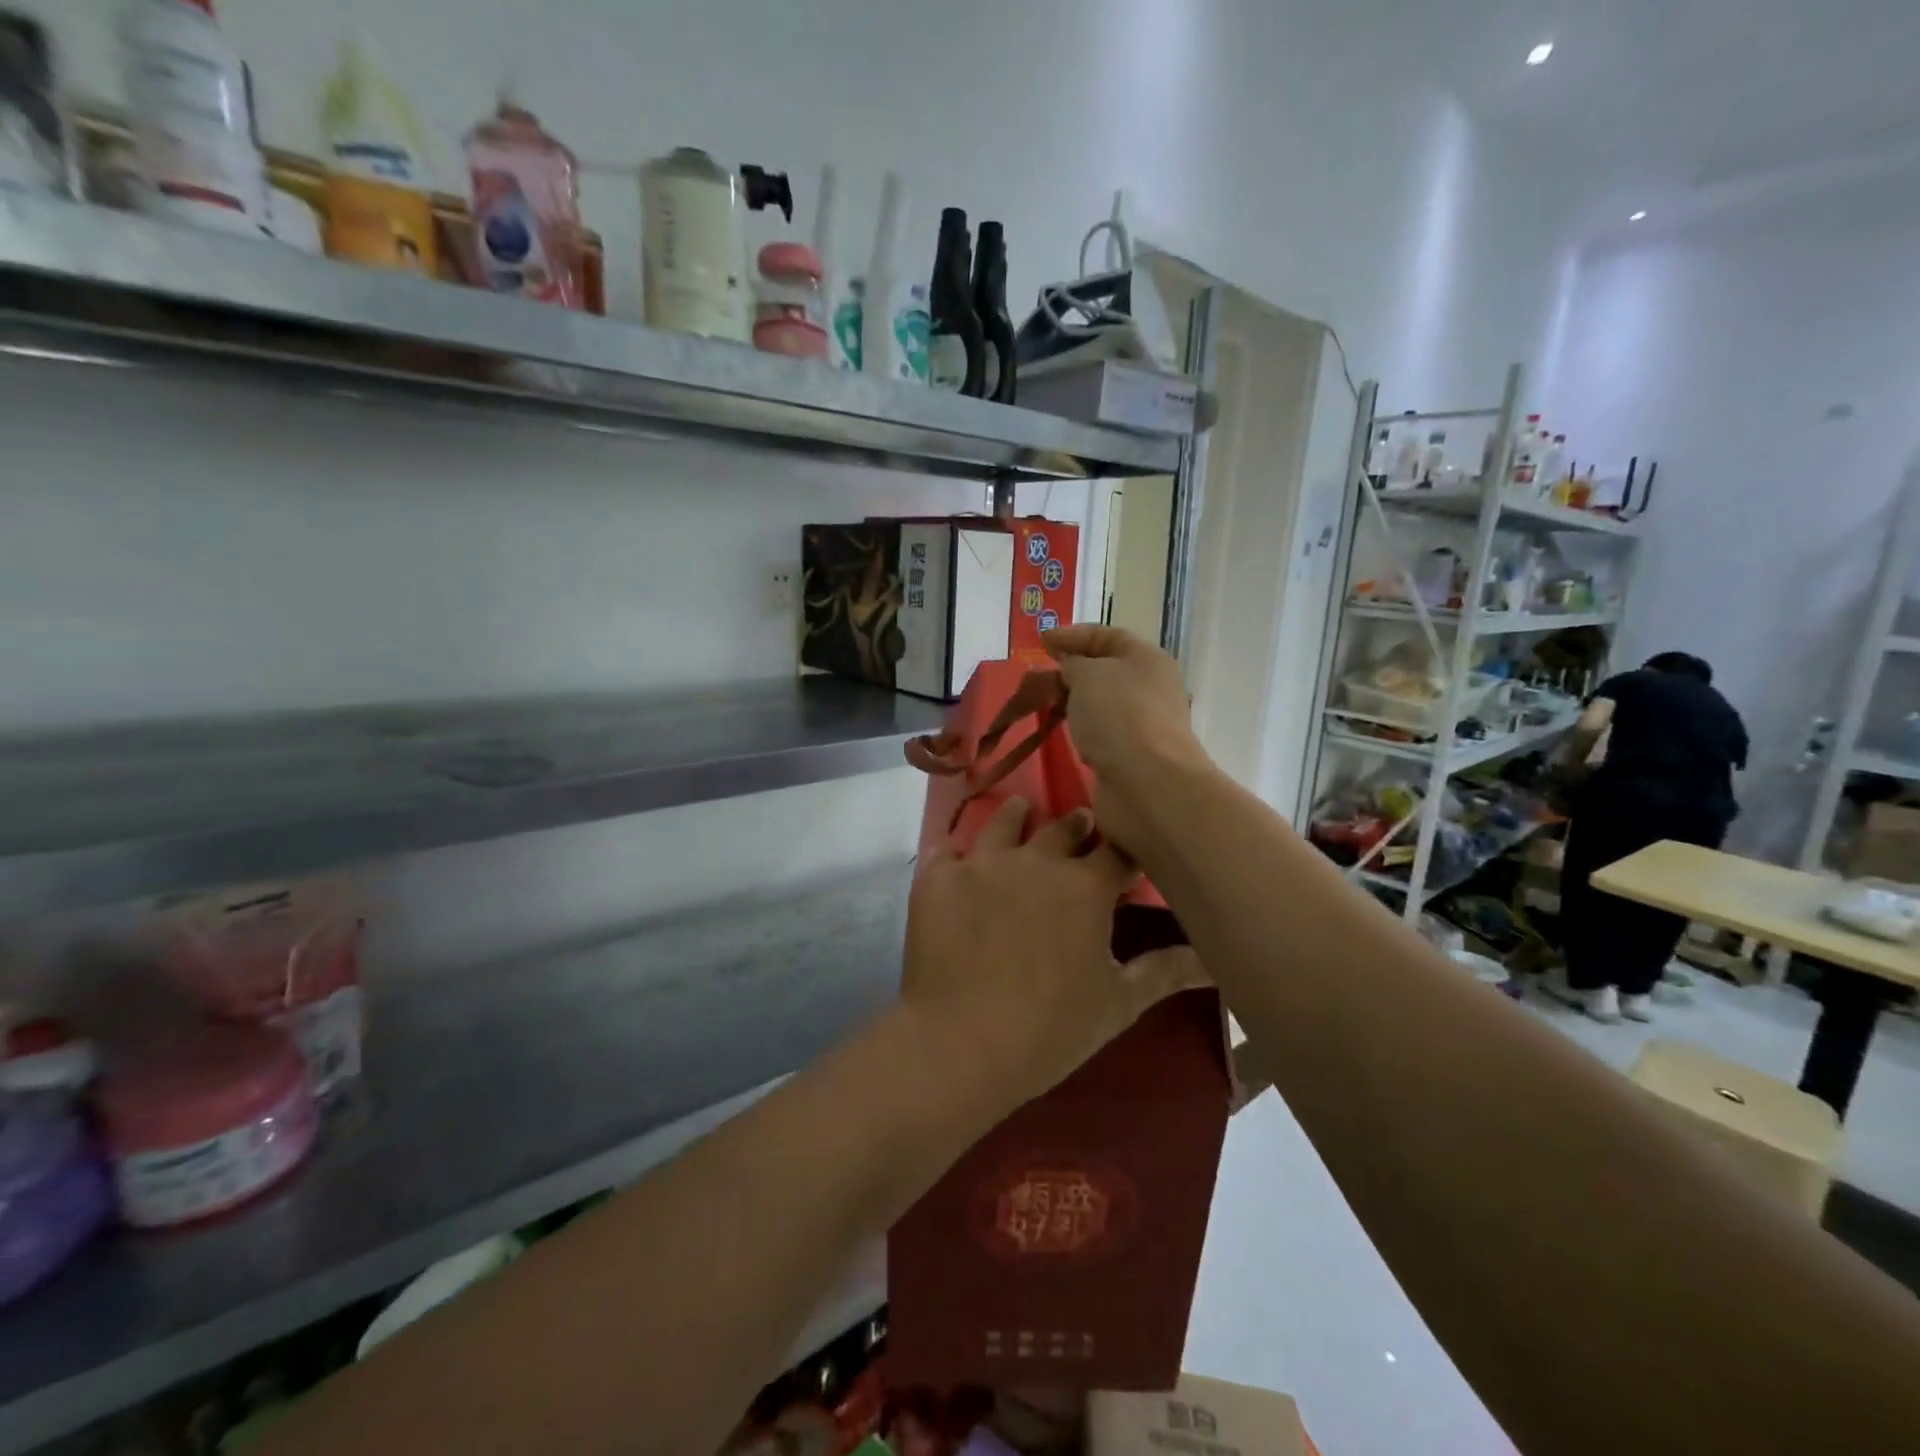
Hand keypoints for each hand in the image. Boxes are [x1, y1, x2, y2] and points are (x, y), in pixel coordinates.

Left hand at [901, 796, 1204, 1111]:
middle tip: (1078, 827)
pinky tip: (958, 861)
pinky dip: (957, 854)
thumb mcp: (1117, 1003)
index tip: (1123, 855)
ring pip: (1005, 821)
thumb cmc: (1050, 1029)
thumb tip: (1214, 958)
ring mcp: (983, 862)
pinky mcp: (939, 876)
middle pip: (1063, 826)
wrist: (962, 1044)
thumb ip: (1165, 971)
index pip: (1117, 851)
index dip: (1123, 851)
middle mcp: (1037, 859)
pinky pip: (947, 849)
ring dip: (1018, 818)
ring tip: (1022, 814)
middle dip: (1075, 826)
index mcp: (1085, 886)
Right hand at [1043, 624, 1212, 853]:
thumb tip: (1069, 667)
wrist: (1147, 783)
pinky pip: (1101, 736)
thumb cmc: (1118, 715)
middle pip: (1105, 671)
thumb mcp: (1087, 674)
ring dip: (1074, 705)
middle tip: (1036, 680)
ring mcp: (1143, 725)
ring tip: (1043, 708)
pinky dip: (1082, 733)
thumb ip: (1072, 663)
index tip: (1040, 643)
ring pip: (1101, 706)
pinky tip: (1065, 738)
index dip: (1072, 635)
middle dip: (1070, 672)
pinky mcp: (1132, 757)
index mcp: (1146, 658)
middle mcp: (1150, 688)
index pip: (1106, 636)